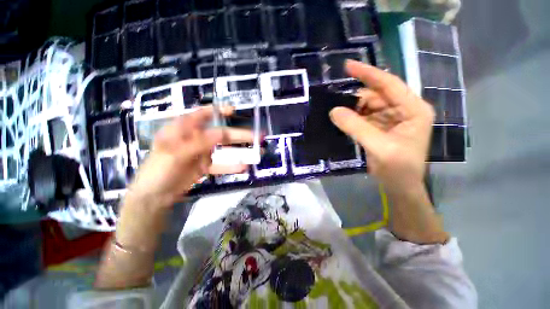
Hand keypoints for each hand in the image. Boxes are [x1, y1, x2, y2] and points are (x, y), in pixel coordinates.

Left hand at [128, 106, 253, 205]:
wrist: (153, 198)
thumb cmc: (158, 171)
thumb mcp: (176, 154)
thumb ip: (199, 143)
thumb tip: (222, 133)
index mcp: (183, 129)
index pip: (202, 114)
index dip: (218, 111)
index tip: (234, 111)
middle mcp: (195, 138)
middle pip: (220, 133)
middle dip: (239, 134)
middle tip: (256, 136)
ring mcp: (202, 153)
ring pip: (224, 149)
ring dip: (240, 150)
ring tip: (256, 150)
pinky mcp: (205, 166)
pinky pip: (221, 165)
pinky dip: (232, 166)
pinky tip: (244, 167)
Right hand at [330, 60, 434, 192]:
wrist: (400, 186)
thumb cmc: (398, 168)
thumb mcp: (378, 146)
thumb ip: (356, 127)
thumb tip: (334, 111)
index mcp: (413, 110)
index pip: (389, 85)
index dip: (368, 74)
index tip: (348, 66)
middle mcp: (404, 110)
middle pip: (377, 95)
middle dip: (357, 96)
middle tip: (335, 97)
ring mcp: (392, 119)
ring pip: (369, 106)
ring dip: (353, 108)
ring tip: (337, 110)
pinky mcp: (381, 127)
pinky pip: (365, 117)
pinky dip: (353, 117)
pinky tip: (343, 119)